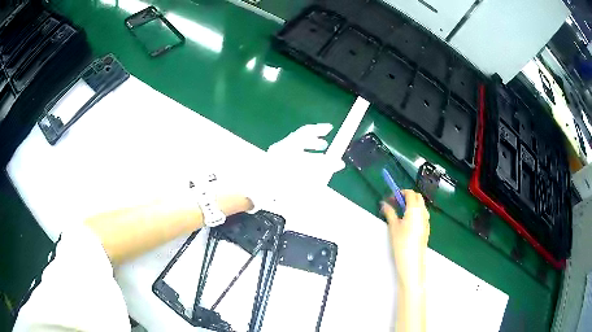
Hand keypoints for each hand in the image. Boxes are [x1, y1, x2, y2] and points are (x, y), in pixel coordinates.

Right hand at [381, 190, 429, 289]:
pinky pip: (423, 215)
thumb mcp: (393, 227)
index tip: (392, 198)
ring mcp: (427, 221)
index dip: (401, 193)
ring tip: (401, 213)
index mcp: (415, 209)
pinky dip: (416, 213)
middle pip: (418, 197)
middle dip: (408, 197)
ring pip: (421, 206)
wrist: (412, 261)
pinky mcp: (427, 228)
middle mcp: (423, 212)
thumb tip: (384, 204)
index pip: (410, 193)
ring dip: (413, 204)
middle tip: (396, 203)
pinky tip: (408, 223)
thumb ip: (390, 213)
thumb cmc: (401, 243)